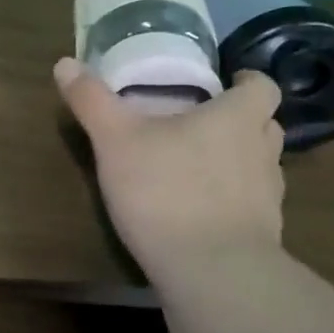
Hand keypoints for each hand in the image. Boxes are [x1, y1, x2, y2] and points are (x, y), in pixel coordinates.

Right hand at [55, 57, 286, 280]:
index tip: (225, 84)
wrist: (209, 270)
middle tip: (203, 125)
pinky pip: (251, 206)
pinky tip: (201, 213)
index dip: (246, 81)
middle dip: (241, 121)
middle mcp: (263, 150)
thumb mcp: (116, 141)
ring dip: (238, 162)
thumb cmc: (166, 191)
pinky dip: (232, 202)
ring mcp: (269, 196)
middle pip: (265, 125)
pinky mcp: (263, 233)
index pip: (262, 86)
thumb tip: (64, 62)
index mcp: (237, 117)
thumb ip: (92, 101)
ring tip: (199, 170)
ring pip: (261, 166)